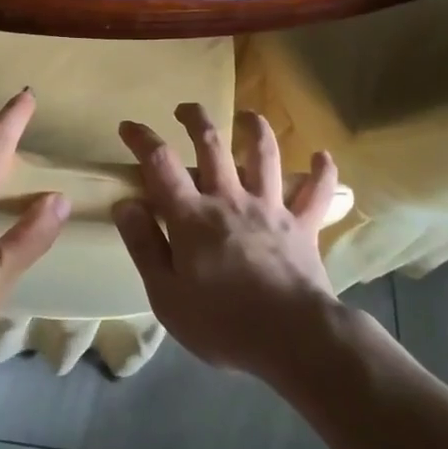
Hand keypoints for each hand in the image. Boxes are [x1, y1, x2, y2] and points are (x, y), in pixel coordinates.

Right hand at [113, 104, 342, 379]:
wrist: (294, 339)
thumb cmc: (222, 324)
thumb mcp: (166, 295)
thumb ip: (144, 246)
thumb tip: (125, 203)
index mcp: (192, 216)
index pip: (160, 165)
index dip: (142, 140)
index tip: (129, 126)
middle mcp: (230, 200)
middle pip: (212, 145)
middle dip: (196, 120)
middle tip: (186, 109)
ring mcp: (271, 209)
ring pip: (264, 156)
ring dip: (255, 129)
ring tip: (248, 116)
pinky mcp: (303, 226)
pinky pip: (316, 193)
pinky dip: (321, 172)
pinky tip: (322, 156)